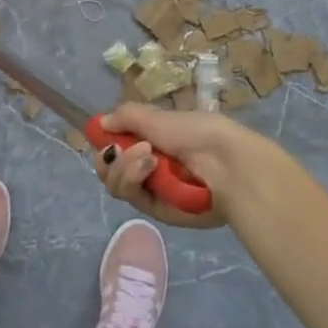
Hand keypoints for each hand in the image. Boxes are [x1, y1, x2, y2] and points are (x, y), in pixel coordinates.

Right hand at [92, 104, 283, 229]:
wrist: (227, 164)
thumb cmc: (195, 133)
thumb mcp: (157, 117)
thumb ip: (126, 116)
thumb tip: (101, 123)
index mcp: (151, 139)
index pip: (116, 144)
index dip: (105, 142)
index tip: (102, 136)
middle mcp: (148, 165)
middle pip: (109, 168)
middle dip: (110, 157)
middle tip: (120, 149)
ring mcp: (152, 189)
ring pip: (116, 183)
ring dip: (124, 167)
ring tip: (147, 156)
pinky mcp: (157, 210)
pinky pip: (132, 197)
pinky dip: (134, 179)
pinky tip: (150, 166)